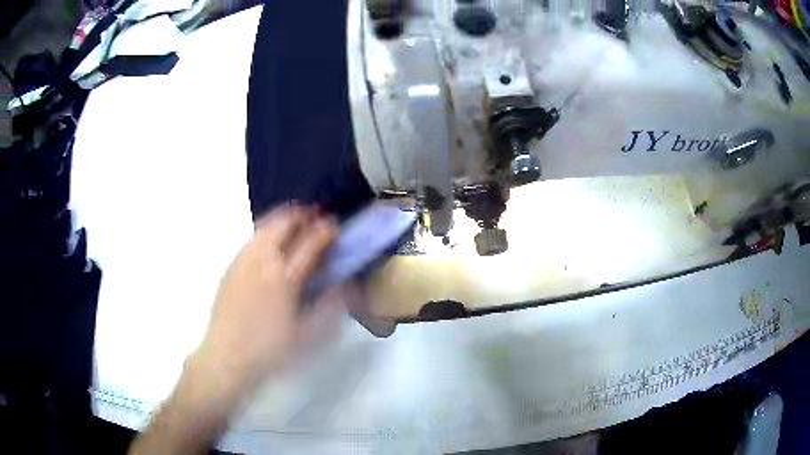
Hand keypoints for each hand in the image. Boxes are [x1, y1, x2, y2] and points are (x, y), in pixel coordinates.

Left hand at [194, 204, 339, 389]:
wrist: (227, 356)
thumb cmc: (270, 349)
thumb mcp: (308, 334)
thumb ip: (329, 306)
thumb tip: (343, 284)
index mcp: (285, 278)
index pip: (309, 244)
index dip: (325, 231)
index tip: (334, 226)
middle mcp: (263, 261)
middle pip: (283, 224)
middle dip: (302, 215)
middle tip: (315, 215)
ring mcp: (243, 261)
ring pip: (264, 226)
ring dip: (282, 218)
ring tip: (294, 220)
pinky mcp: (231, 267)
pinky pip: (251, 238)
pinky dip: (266, 230)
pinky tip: (270, 241)